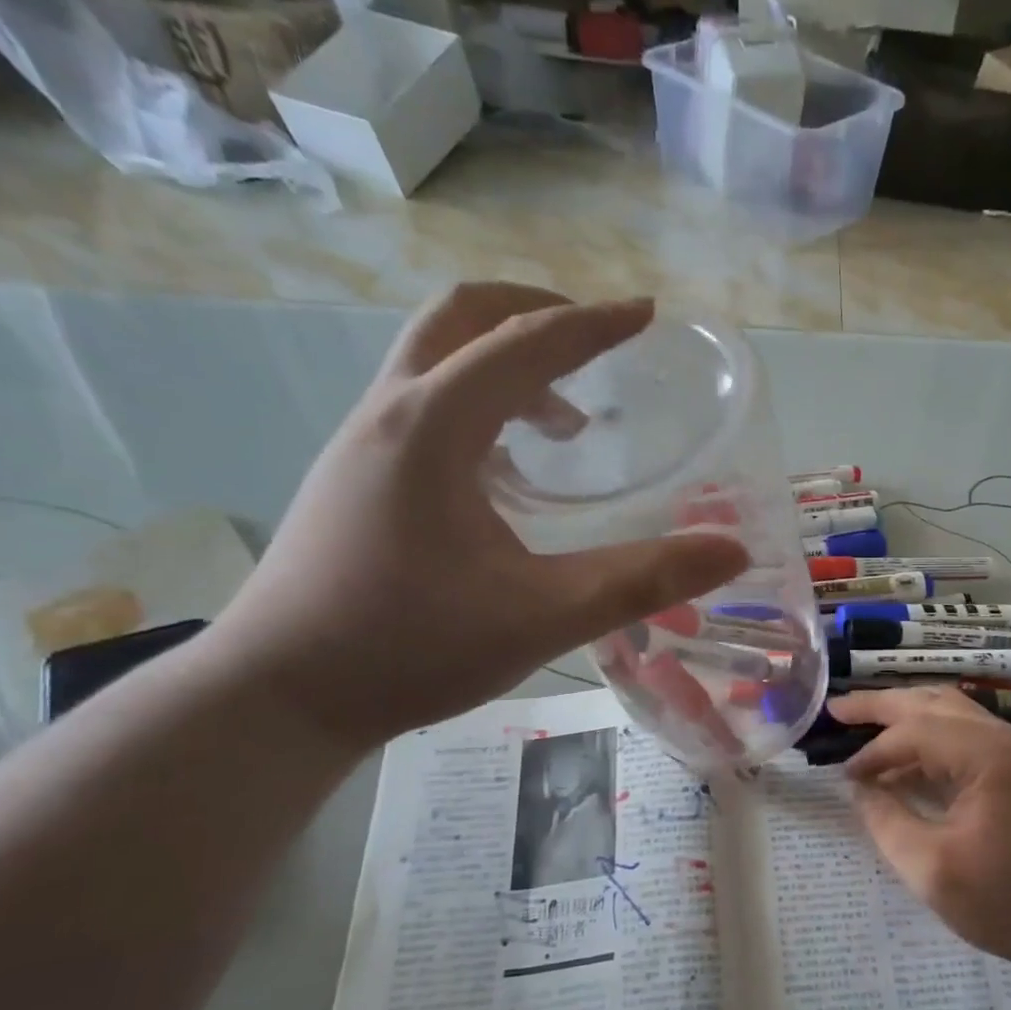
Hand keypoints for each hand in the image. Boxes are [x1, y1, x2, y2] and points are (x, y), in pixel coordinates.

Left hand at [209, 284, 747, 751]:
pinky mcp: (353, 478)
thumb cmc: (410, 648)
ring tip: (566, 421)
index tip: (647, 314)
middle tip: (595, 344)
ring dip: (505, 364)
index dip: (594, 324)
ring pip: (436, 361)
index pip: (526, 343)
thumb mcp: (542, 615)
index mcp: (434, 426)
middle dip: (536, 315)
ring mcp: (362, 444)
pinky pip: (422, 406)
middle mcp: (390, 413)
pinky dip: (477, 406)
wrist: (280, 695)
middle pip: (462, 319)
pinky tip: (508, 473)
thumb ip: (642, 580)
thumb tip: (730, 551)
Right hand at [828, 688, 1010, 975]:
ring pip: (948, 709)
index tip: (843, 776)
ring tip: (863, 720)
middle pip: (930, 702)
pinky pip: (964, 731)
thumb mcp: (932, 871)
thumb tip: (860, 789)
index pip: (913, 732)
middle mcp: (1003, 736)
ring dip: (905, 712)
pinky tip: (906, 755)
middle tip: (836, 710)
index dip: (872, 752)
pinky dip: (928, 734)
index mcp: (986, 755)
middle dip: (879, 705)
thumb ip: (887, 822)